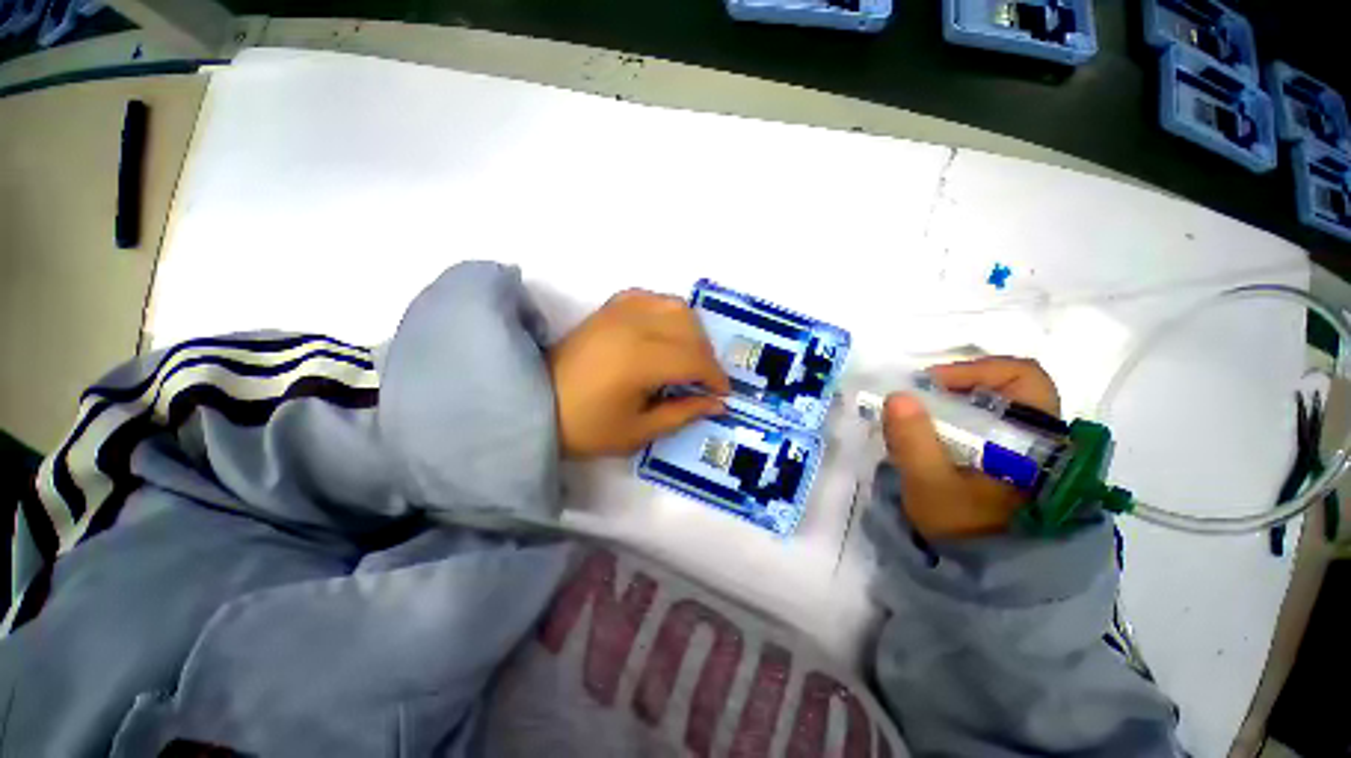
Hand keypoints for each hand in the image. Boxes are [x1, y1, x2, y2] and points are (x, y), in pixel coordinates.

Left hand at [548, 289, 731, 458]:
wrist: (536, 404)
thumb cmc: (587, 426)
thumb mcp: (638, 432)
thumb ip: (683, 413)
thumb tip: (717, 403)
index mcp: (639, 361)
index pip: (694, 359)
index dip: (715, 377)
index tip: (722, 393)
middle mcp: (632, 327)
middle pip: (690, 329)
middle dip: (707, 356)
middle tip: (704, 379)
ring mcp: (619, 311)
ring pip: (675, 306)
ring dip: (692, 331)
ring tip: (688, 355)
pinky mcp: (609, 307)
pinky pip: (651, 298)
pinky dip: (668, 312)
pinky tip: (665, 332)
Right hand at [882, 357, 1059, 539]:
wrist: (989, 576)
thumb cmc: (966, 529)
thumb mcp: (930, 485)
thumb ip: (913, 440)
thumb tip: (897, 396)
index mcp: (1036, 438)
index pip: (1023, 376)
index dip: (976, 369)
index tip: (931, 384)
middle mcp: (1041, 437)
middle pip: (1005, 387)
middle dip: (956, 386)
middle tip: (918, 400)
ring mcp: (1029, 451)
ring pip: (994, 406)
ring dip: (954, 404)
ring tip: (919, 420)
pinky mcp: (1012, 464)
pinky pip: (987, 426)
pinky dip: (957, 421)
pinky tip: (933, 439)